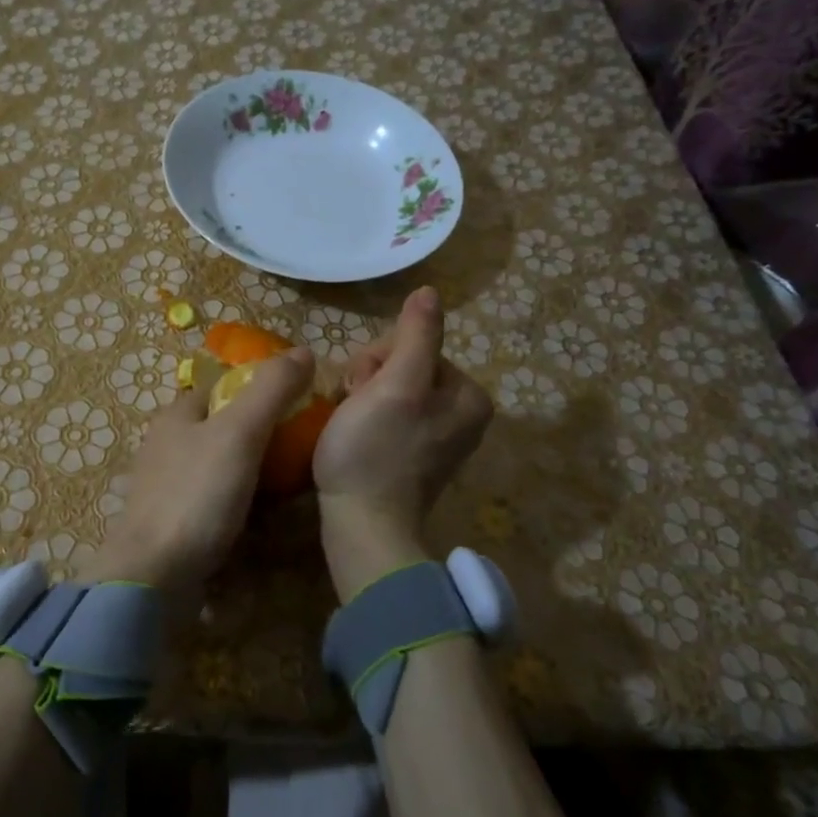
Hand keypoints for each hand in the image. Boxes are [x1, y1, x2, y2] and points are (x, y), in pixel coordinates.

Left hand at [91, 346, 317, 603]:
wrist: (152, 576)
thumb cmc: (196, 495)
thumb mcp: (239, 433)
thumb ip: (270, 391)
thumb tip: (303, 351)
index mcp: (177, 415)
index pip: (222, 387)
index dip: (258, 389)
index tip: (298, 403)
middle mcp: (166, 445)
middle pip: (222, 427)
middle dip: (259, 433)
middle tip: (301, 447)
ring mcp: (167, 486)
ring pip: (218, 465)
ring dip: (251, 470)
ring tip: (291, 482)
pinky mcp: (172, 523)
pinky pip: (213, 501)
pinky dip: (238, 502)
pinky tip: (261, 516)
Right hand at [313, 286, 492, 600]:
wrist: (362, 525)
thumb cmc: (376, 450)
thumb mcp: (396, 384)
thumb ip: (416, 335)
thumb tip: (430, 292)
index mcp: (468, 393)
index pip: (414, 343)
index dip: (377, 358)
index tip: (362, 388)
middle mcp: (462, 412)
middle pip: (403, 364)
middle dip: (370, 378)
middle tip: (353, 406)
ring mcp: (437, 436)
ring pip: (389, 387)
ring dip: (361, 397)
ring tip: (350, 424)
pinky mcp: (412, 455)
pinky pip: (386, 414)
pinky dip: (364, 418)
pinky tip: (353, 437)